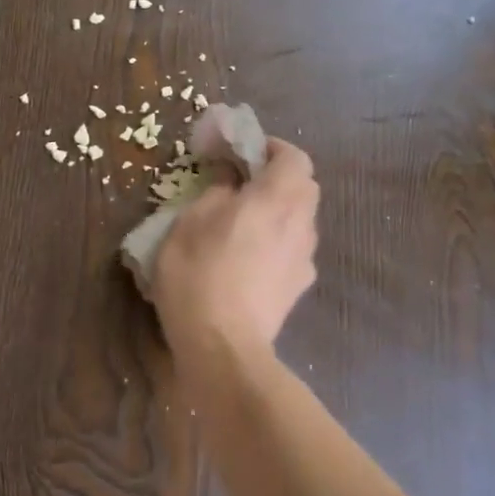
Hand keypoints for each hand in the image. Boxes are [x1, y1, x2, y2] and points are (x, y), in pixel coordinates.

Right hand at [152, 138, 318, 362]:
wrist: (222, 347)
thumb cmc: (199, 274)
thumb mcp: (190, 222)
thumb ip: (215, 191)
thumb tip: (230, 180)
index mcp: (277, 199)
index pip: (294, 156)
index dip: (271, 148)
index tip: (243, 152)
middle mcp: (301, 224)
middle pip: (304, 187)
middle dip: (277, 179)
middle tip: (241, 185)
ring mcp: (305, 259)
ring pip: (300, 220)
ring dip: (278, 212)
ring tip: (242, 225)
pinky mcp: (299, 288)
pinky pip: (292, 250)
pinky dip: (276, 243)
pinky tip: (248, 261)